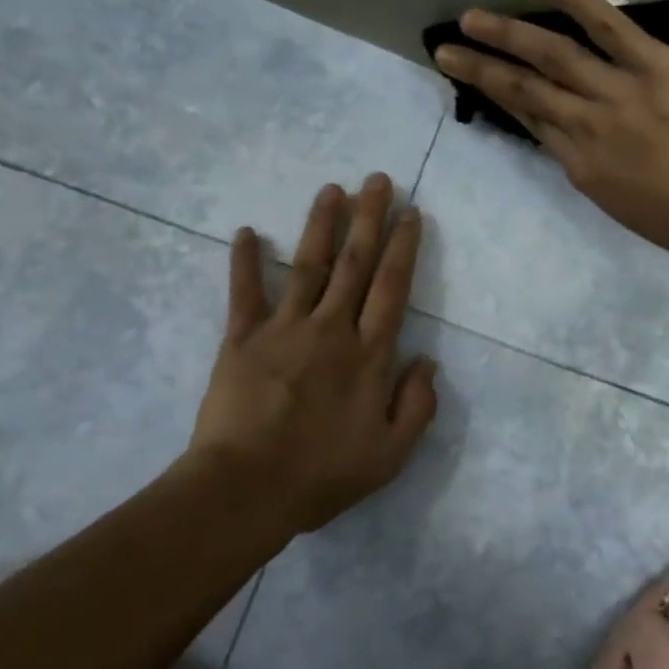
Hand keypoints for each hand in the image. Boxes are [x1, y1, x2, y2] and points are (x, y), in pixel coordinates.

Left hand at [189, 174, 437, 533]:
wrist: (246, 489)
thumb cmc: (322, 475)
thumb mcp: (391, 454)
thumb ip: (417, 405)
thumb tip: (427, 361)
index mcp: (369, 355)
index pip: (392, 288)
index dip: (403, 248)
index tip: (411, 213)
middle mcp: (331, 329)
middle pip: (355, 264)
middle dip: (369, 219)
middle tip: (377, 180)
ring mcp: (284, 329)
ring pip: (309, 266)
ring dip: (321, 225)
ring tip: (332, 189)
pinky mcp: (241, 339)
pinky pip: (244, 293)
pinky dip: (244, 262)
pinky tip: (245, 232)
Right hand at [432, 0, 668, 266]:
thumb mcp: (631, 210)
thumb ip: (605, 176)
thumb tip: (590, 151)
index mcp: (583, 169)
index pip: (536, 125)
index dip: (506, 102)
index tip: (484, 82)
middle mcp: (586, 127)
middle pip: (524, 92)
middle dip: (482, 70)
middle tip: (446, 49)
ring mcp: (617, 93)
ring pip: (552, 57)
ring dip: (507, 34)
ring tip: (471, 17)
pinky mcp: (654, 66)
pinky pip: (609, 27)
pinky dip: (577, 0)